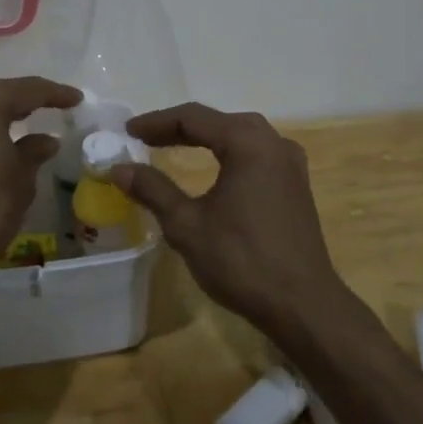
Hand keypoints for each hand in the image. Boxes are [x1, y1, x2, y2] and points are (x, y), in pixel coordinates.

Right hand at [111, 102, 344, 337]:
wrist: (303, 305)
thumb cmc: (242, 261)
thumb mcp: (187, 225)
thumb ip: (152, 189)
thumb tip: (119, 168)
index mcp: (248, 142)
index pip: (193, 117)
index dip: (156, 122)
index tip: (127, 132)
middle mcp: (273, 142)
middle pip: (218, 121)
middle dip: (178, 127)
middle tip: (144, 139)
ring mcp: (290, 163)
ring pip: (239, 135)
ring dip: (205, 138)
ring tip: (171, 147)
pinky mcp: (296, 184)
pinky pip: (256, 154)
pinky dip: (227, 153)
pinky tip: (214, 168)